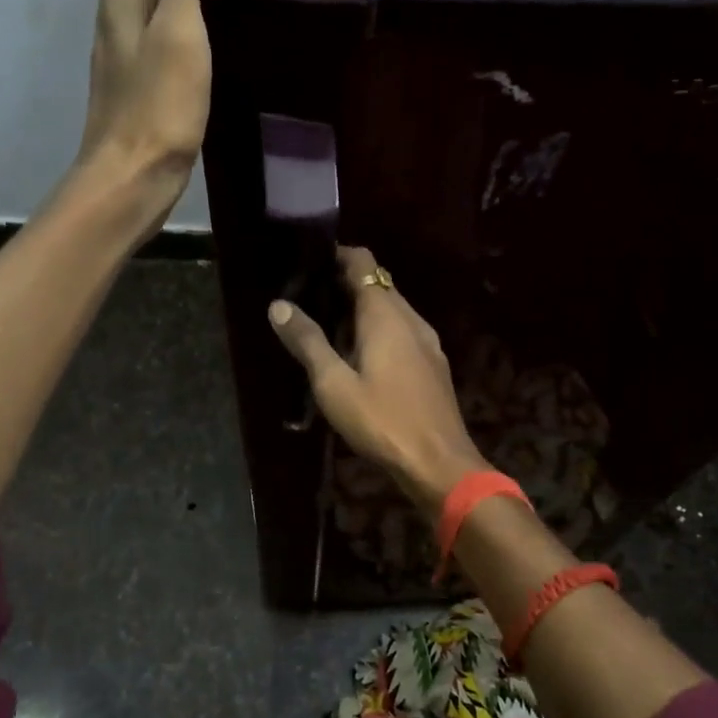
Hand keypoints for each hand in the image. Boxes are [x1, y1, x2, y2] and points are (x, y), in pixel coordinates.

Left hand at [80, 0, 217, 226]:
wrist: (131, 182)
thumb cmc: (157, 107)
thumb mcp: (179, 31)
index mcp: (118, 7)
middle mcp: (113, 32)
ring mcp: (122, 70)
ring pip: (144, 20)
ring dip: (175, 7)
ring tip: (222, 14)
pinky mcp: (136, 102)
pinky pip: (154, 56)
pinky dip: (177, 45)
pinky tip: (205, 63)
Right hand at [267, 247, 488, 512]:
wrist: (438, 462)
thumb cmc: (382, 420)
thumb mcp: (333, 384)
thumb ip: (307, 342)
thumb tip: (278, 305)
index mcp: (385, 314)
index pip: (363, 262)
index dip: (337, 255)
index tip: (309, 263)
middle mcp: (411, 318)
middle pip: (378, 284)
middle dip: (346, 283)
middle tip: (310, 297)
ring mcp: (428, 341)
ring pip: (393, 310)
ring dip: (364, 309)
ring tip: (330, 327)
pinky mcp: (434, 364)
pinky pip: (404, 331)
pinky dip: (381, 330)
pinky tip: (363, 356)